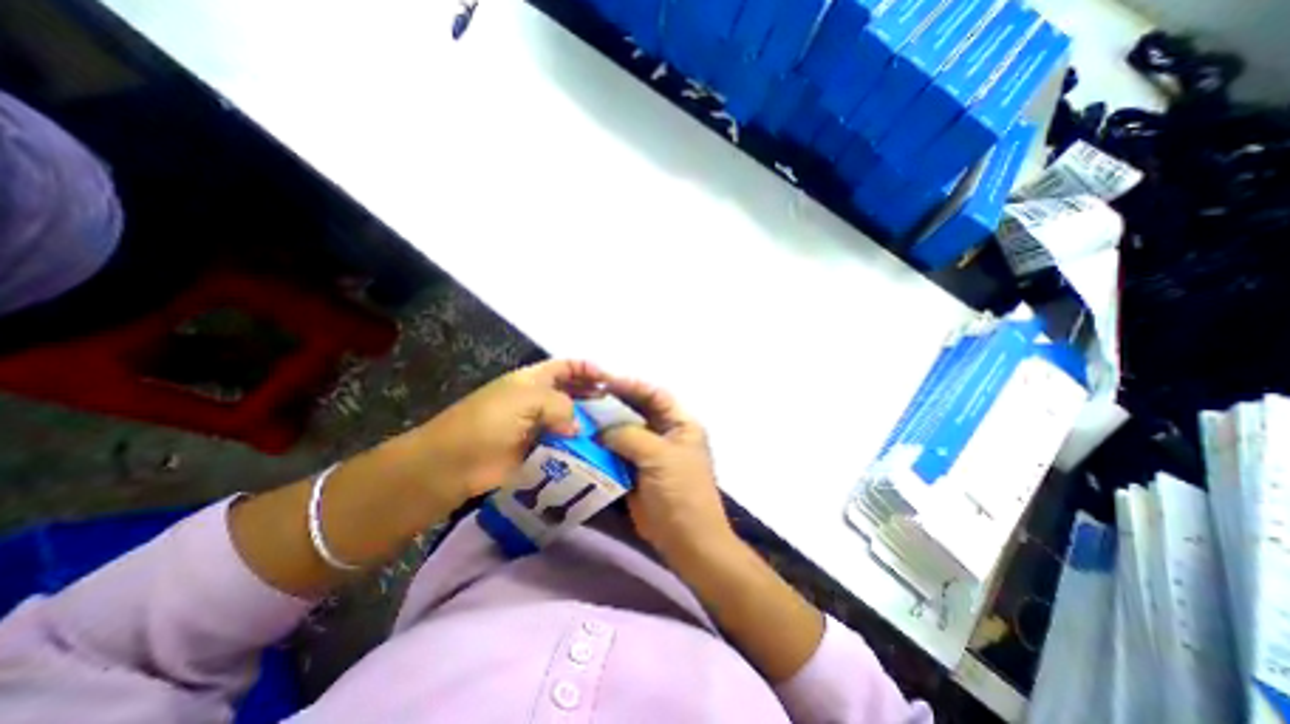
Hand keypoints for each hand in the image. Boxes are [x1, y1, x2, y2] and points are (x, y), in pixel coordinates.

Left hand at [393, 362, 610, 508]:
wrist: (454, 463)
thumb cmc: (489, 421)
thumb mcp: (527, 399)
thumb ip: (561, 405)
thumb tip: (579, 426)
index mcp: (534, 380)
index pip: (567, 367)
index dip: (588, 369)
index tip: (612, 380)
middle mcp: (538, 399)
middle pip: (572, 391)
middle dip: (593, 395)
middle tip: (619, 407)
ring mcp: (538, 425)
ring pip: (571, 419)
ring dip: (589, 422)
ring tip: (613, 429)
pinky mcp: (538, 450)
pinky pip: (564, 444)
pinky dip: (579, 445)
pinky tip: (596, 449)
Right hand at [597, 378, 733, 563]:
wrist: (686, 539)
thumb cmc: (680, 491)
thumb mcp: (659, 455)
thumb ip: (629, 436)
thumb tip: (601, 431)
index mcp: (680, 424)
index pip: (656, 395)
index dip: (632, 386)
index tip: (605, 382)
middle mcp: (665, 434)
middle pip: (638, 411)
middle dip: (615, 404)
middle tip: (588, 397)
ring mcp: (650, 453)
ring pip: (625, 432)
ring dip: (606, 426)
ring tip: (582, 417)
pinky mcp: (636, 471)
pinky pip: (617, 453)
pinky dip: (602, 448)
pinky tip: (585, 442)